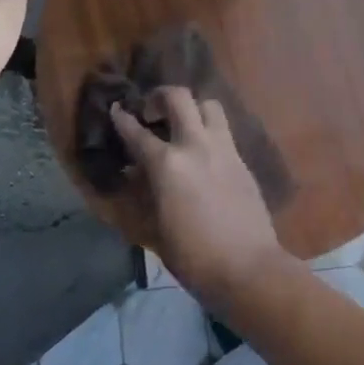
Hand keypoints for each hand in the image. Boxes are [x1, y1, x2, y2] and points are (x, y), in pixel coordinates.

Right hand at [111, 86, 288, 306]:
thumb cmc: (193, 257)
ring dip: (192, 108)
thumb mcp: (156, 228)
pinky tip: (202, 152)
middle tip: (151, 111)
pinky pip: (224, 132)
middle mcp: (196, 146)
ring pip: (209, 106)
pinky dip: (209, 131)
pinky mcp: (243, 162)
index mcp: (167, 164)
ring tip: (182, 125)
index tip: (115, 109)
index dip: (122, 119)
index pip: (137, 132)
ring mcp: (225, 150)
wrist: (248, 268)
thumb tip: (137, 174)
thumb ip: (145, 194)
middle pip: (179, 98)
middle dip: (160, 96)